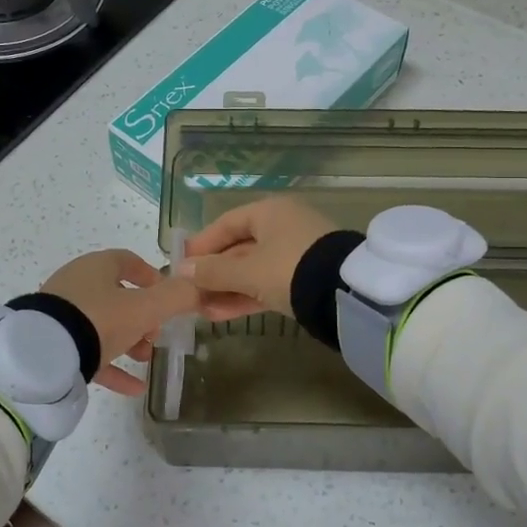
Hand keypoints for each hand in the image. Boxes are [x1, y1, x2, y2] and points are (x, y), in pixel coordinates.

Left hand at [40, 249, 200, 395]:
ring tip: (146, 359)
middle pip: (117, 296)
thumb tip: (201, 286)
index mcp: (97, 267)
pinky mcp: (51, 343)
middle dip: (143, 316)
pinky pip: (87, 352)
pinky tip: (134, 388)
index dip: (152, 277)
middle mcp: (76, 284)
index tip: (170, 297)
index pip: (128, 261)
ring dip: (128, 341)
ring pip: (102, 324)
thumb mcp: (145, 309)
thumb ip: (177, 297)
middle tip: (157, 335)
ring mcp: (61, 314)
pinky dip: (111, 366)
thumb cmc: (98, 321)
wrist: (41, 357)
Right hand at [176, 197, 337, 319]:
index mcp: (269, 212)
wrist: (346, 293)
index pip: (226, 224)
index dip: (201, 244)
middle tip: (189, 293)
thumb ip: (213, 271)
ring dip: (227, 289)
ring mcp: (296, 253)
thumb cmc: (290, 269)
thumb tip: (181, 270)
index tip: (181, 264)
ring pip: (252, 270)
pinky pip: (267, 284)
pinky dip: (246, 297)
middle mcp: (283, 226)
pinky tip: (221, 315)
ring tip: (200, 310)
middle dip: (213, 273)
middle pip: (239, 248)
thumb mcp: (248, 271)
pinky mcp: (305, 278)